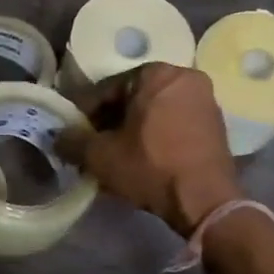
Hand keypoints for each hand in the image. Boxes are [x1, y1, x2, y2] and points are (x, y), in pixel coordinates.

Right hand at [64, 64, 241, 236]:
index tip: (74, 134)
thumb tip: (58, 137)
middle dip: (110, 122)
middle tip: (93, 146)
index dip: (85, 113)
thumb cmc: (150, 167)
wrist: (204, 200)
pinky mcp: (215, 125)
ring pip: (154, 112)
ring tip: (115, 156)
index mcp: (156, 73)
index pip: (107, 89)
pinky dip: (155, 137)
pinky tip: (141, 159)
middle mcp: (185, 78)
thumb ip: (73, 141)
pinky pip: (174, 124)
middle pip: (133, 99)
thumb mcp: (101, 156)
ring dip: (132, 130)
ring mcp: (205, 101)